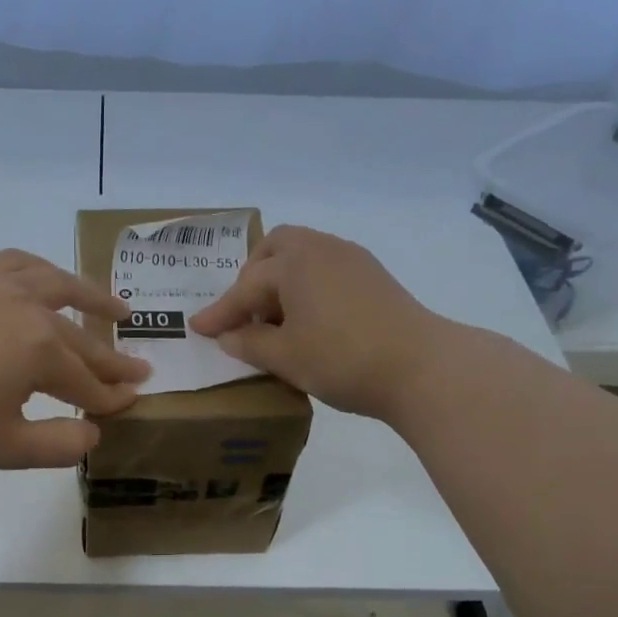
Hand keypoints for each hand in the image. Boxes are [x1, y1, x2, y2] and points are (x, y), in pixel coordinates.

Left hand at [0, 250, 149, 468]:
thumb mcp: (5, 448)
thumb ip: (59, 444)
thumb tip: (94, 433)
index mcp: (43, 350)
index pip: (89, 382)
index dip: (112, 399)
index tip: (133, 405)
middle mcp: (30, 307)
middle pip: (82, 338)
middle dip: (113, 359)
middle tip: (141, 368)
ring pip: (59, 285)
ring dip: (93, 298)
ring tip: (118, 309)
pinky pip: (18, 263)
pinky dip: (43, 270)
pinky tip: (47, 277)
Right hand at [189, 224, 440, 420]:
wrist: (420, 367)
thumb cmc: (341, 359)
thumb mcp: (285, 357)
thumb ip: (249, 344)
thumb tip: (228, 337)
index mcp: (294, 262)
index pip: (245, 287)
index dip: (220, 312)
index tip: (197, 329)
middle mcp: (322, 248)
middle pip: (275, 250)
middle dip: (252, 278)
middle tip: (242, 314)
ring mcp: (352, 260)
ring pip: (303, 258)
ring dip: (280, 283)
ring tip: (273, 322)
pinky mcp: (373, 278)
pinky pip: (325, 271)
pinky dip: (305, 289)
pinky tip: (307, 321)